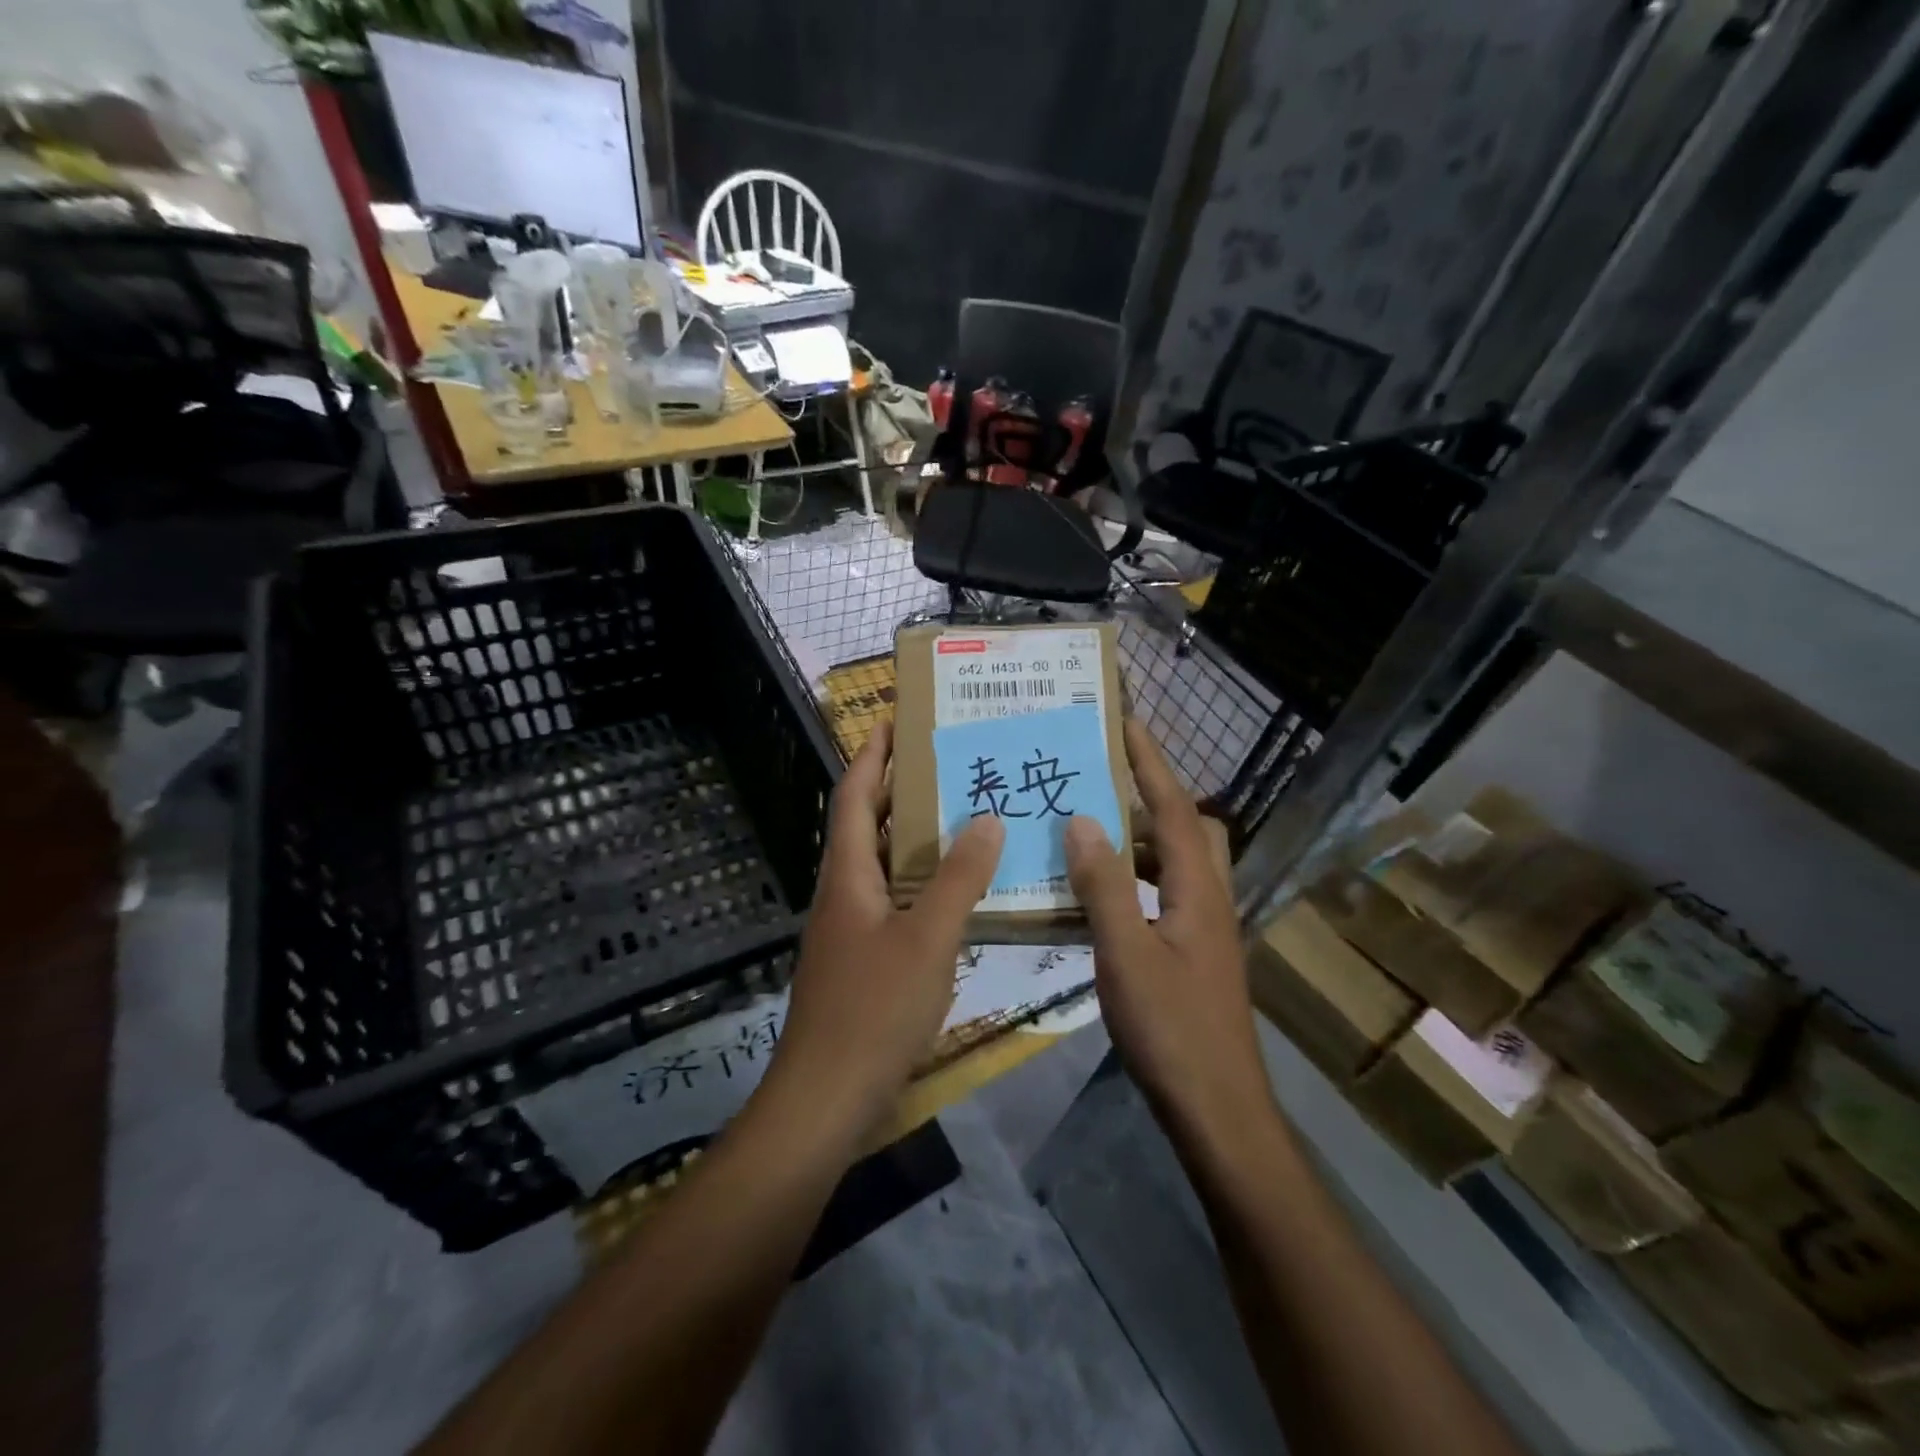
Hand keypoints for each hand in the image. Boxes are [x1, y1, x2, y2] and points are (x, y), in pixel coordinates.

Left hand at [770, 720, 1004, 1132]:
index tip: (896, 719)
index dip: (872, 754)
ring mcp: (849, 929)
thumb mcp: (927, 938)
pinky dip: (921, 884)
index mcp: (848, 874)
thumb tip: (986, 818)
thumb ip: (958, 878)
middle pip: (866, 824)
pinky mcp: (861, 960)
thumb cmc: (874, 1010)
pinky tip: (957, 894)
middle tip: (949, 764)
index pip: (853, 795)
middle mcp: (842, 892)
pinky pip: (893, 902)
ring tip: (963, 817)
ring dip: (914, 838)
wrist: (825, 1100)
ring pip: (882, 865)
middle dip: (899, 789)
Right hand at [1064, 720, 1270, 1142]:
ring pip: (1174, 863)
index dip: (1150, 762)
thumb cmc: (1172, 1030)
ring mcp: (1204, 928)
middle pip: (1185, 827)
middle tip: (1100, 782)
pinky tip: (1098, 897)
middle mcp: (1208, 898)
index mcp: (1197, 889)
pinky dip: (1134, 879)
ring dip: (1137, 839)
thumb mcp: (1126, 954)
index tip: (1127, 721)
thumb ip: (1103, 887)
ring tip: (1087, 832)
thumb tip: (1083, 820)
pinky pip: (1163, 893)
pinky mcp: (1194, 953)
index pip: (1173, 808)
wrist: (1218, 1109)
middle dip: (1149, 795)